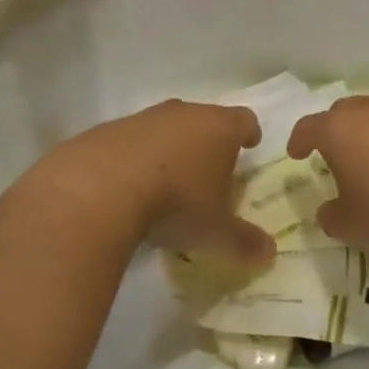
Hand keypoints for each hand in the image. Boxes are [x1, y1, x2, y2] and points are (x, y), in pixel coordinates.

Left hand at [22, 101, 273, 266]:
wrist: (98, 188)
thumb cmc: (175, 203)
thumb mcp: (215, 231)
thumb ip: (244, 242)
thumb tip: (270, 255)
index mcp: (219, 128)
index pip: (244, 120)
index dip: (249, 132)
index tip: (249, 145)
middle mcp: (185, 113)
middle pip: (205, 119)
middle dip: (209, 141)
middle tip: (210, 170)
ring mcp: (144, 118)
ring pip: (166, 127)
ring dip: (170, 148)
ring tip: (168, 180)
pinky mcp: (108, 130)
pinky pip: (131, 140)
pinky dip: (135, 157)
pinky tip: (128, 186)